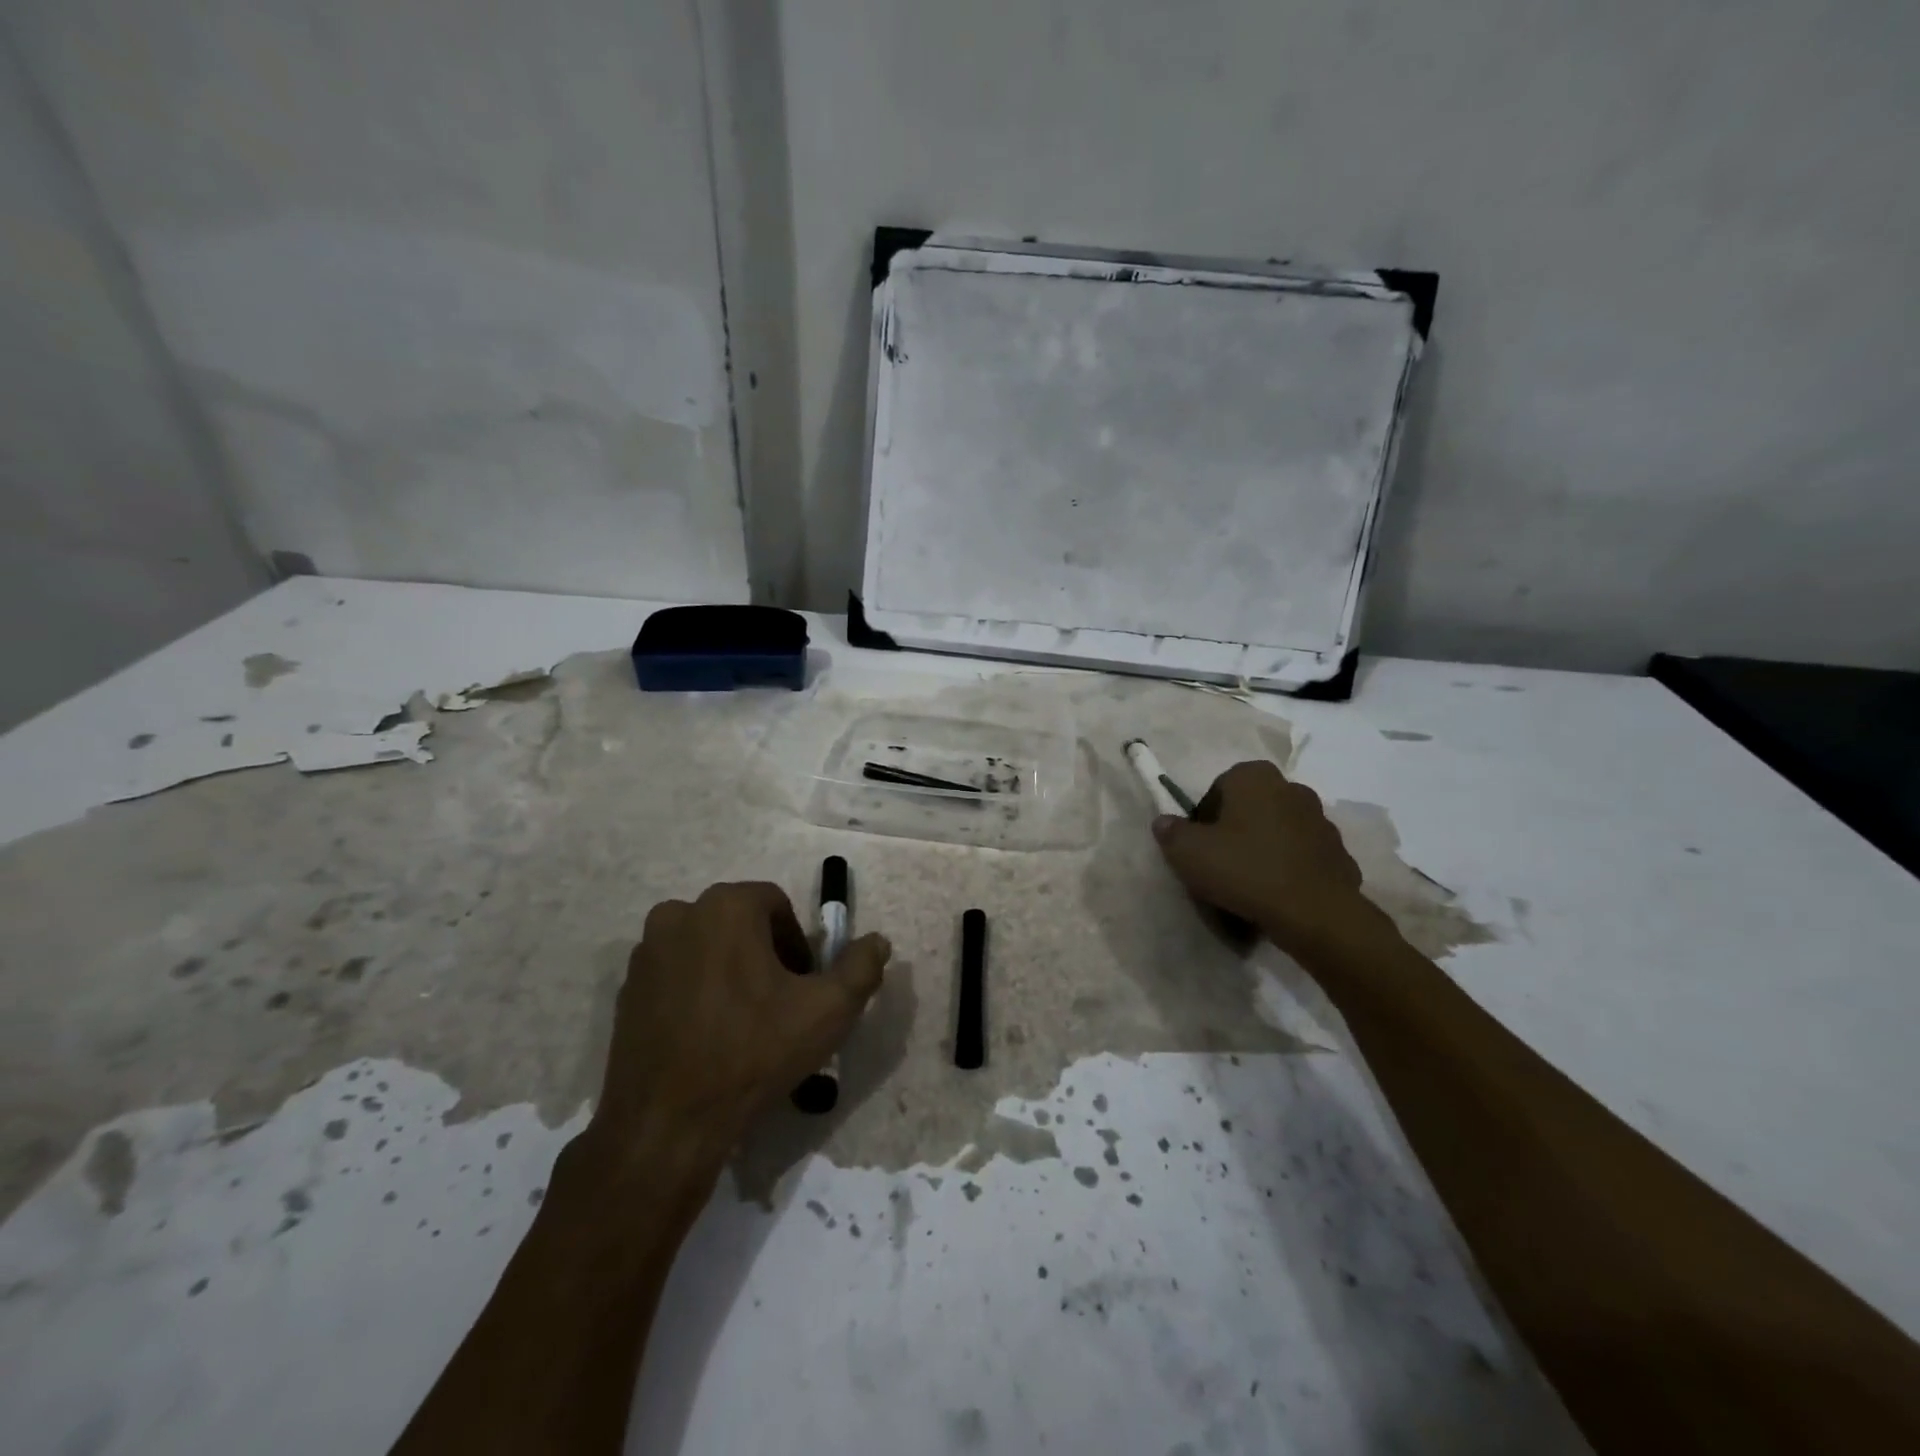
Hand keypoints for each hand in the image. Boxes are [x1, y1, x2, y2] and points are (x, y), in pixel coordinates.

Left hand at [592, 882, 890, 1172]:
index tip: (804, 986)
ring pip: (706, 947)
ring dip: (730, 970)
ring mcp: (646, 953)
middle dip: (765, 954)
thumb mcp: (828, 1010)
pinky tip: (708, 1036)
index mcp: (726, 906)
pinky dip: (696, 991)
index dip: (798, 943)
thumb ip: (861, 967)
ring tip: (744, 1022)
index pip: (776, 905)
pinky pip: (676, 975)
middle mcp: (679, 915)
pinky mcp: (625, 990)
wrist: (666, 1125)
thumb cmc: (753, 1053)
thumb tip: (878, 941)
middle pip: (739, 922)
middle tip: (780, 1004)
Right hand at [1152, 761, 1377, 959]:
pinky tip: (1275, 898)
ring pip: (1277, 834)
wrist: (1314, 913)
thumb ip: (1171, 832)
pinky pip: (1301, 859)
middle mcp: (1292, 789)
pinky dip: (1288, 872)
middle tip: (1219, 866)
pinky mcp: (1340, 855)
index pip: (1218, 789)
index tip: (1198, 848)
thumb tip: (1165, 823)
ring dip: (1262, 852)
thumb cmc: (1244, 869)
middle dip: (1234, 833)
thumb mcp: (1188, 852)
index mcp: (1255, 777)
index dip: (1203, 819)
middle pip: (1250, 810)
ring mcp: (1321, 822)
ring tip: (1247, 888)